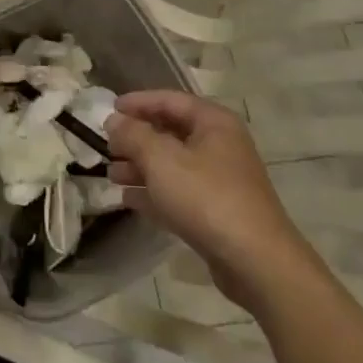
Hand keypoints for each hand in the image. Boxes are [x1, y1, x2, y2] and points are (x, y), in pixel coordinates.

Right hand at [108, 91, 305, 309]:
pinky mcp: (217, 212)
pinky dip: (155, 192)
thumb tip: (114, 120)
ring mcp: (220, 180)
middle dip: (137, 138)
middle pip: (171, 132)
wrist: (255, 261)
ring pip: (173, 164)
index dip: (138, 102)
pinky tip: (128, 199)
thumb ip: (133, 135)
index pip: (170, 100)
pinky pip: (179, 192)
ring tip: (111, 174)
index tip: (109, 109)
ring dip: (141, 167)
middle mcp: (220, 145)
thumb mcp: (161, 159)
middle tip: (107, 146)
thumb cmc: (206, 197)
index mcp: (213, 123)